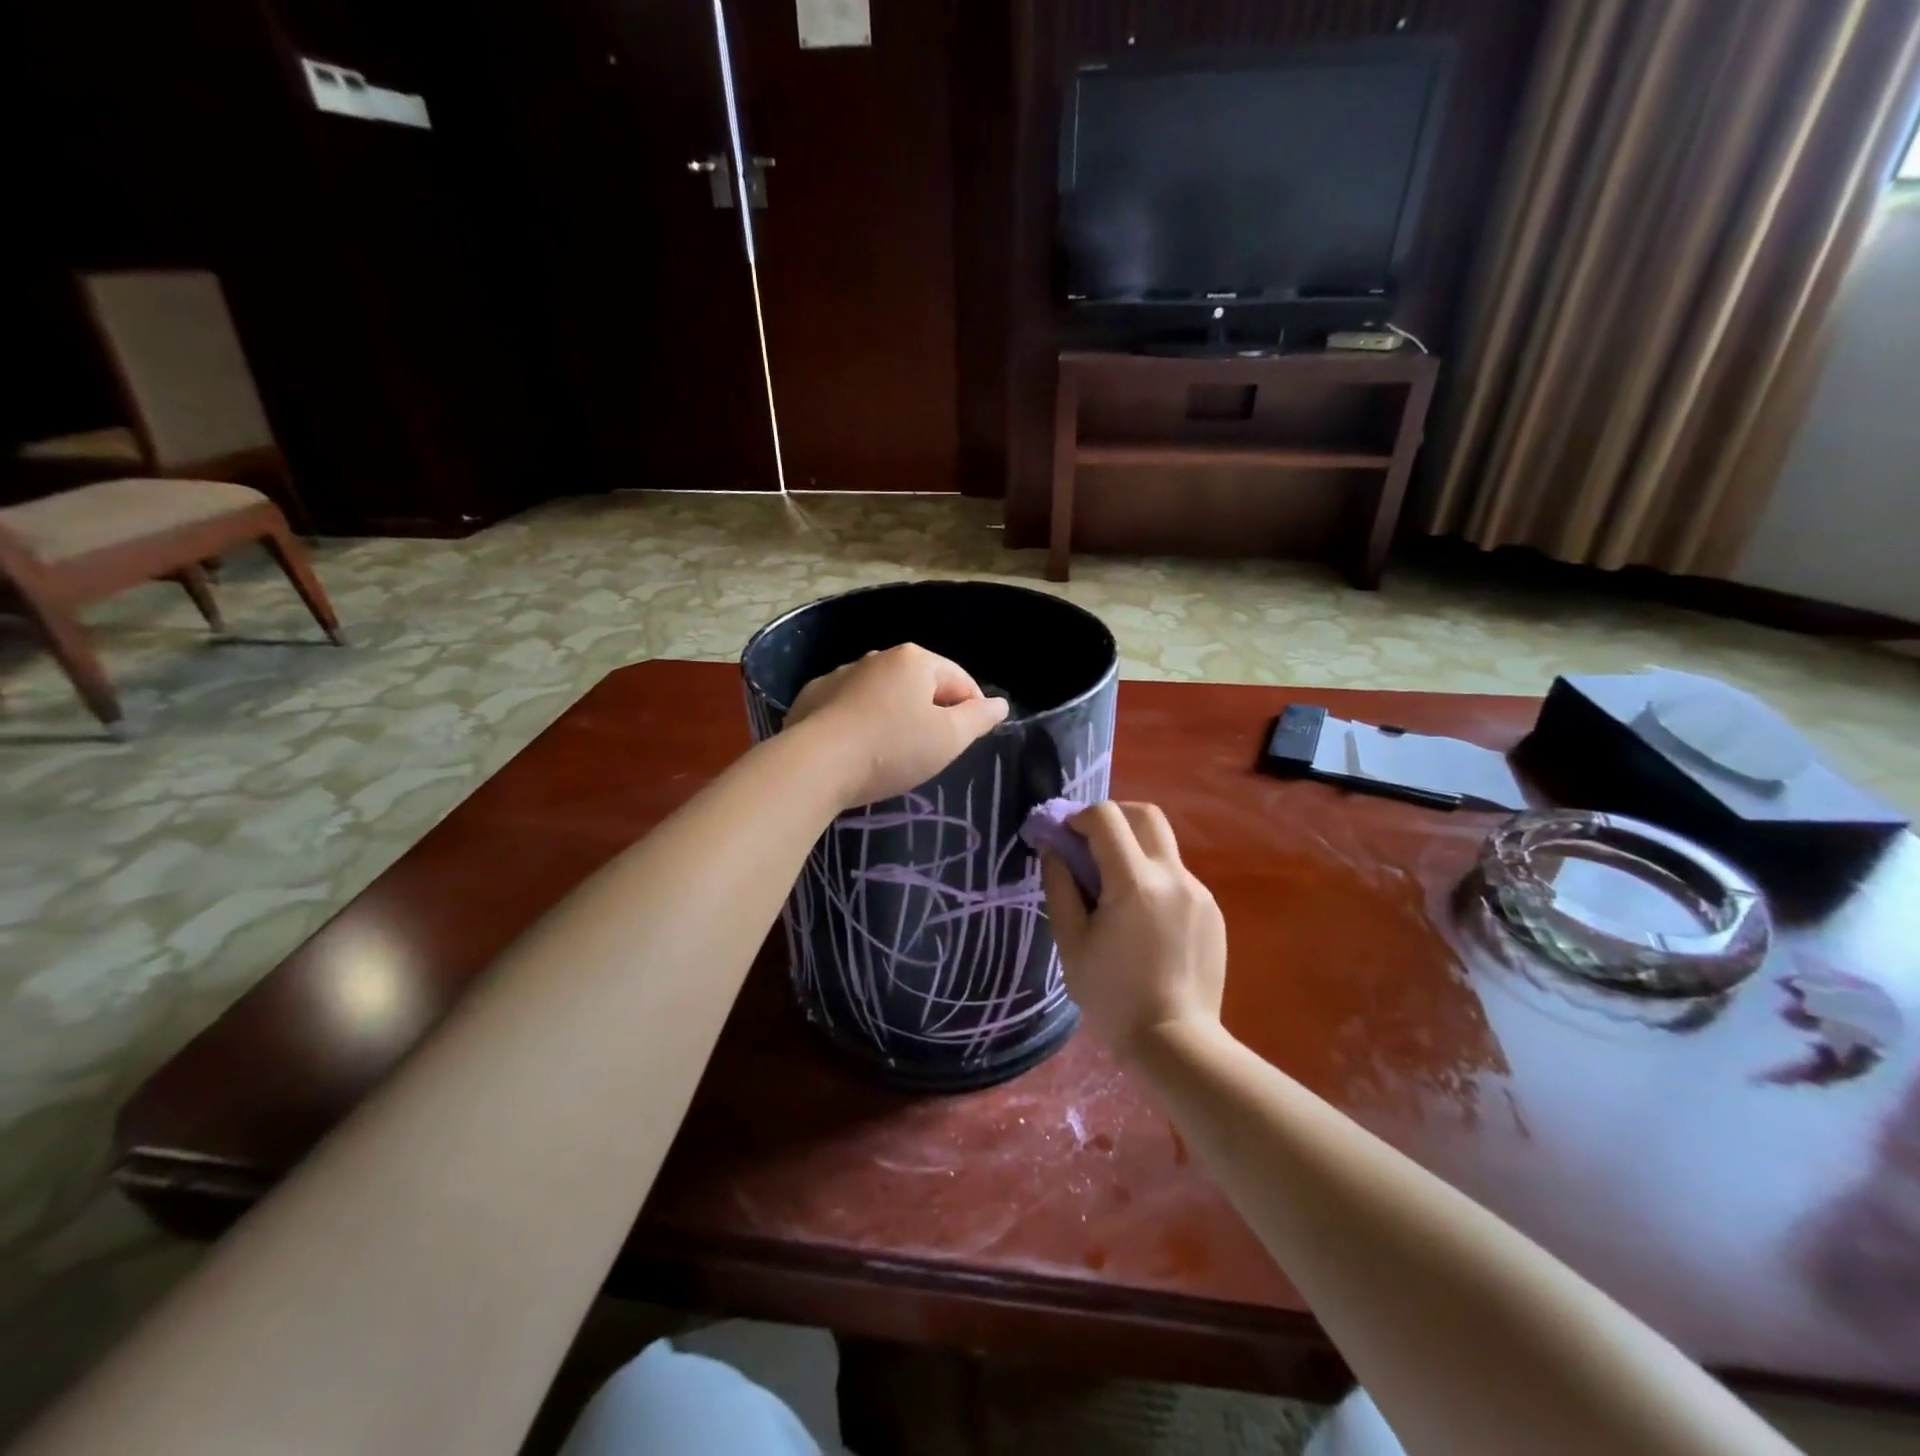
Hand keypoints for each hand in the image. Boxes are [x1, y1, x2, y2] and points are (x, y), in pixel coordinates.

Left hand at [785, 644, 1009, 808]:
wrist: (814, 764)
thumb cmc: (892, 749)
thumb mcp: (948, 738)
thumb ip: (979, 718)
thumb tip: (999, 704)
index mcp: (915, 660)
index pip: (960, 680)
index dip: (973, 709)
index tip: (970, 740)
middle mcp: (878, 657)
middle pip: (920, 685)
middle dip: (932, 712)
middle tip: (933, 750)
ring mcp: (841, 674)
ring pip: (883, 694)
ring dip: (895, 716)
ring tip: (894, 752)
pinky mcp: (813, 696)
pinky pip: (850, 707)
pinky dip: (862, 722)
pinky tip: (858, 749)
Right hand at [1041, 802, 1226, 1060]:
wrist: (1176, 1043)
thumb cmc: (1112, 997)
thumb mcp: (1071, 944)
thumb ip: (1060, 887)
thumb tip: (1055, 850)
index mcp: (1134, 882)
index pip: (1106, 817)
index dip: (1079, 816)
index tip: (1065, 836)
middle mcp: (1173, 876)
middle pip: (1146, 814)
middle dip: (1114, 817)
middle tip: (1091, 843)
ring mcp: (1198, 892)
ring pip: (1163, 847)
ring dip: (1134, 851)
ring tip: (1115, 893)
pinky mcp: (1212, 911)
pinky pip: (1178, 878)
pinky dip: (1154, 880)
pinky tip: (1143, 922)